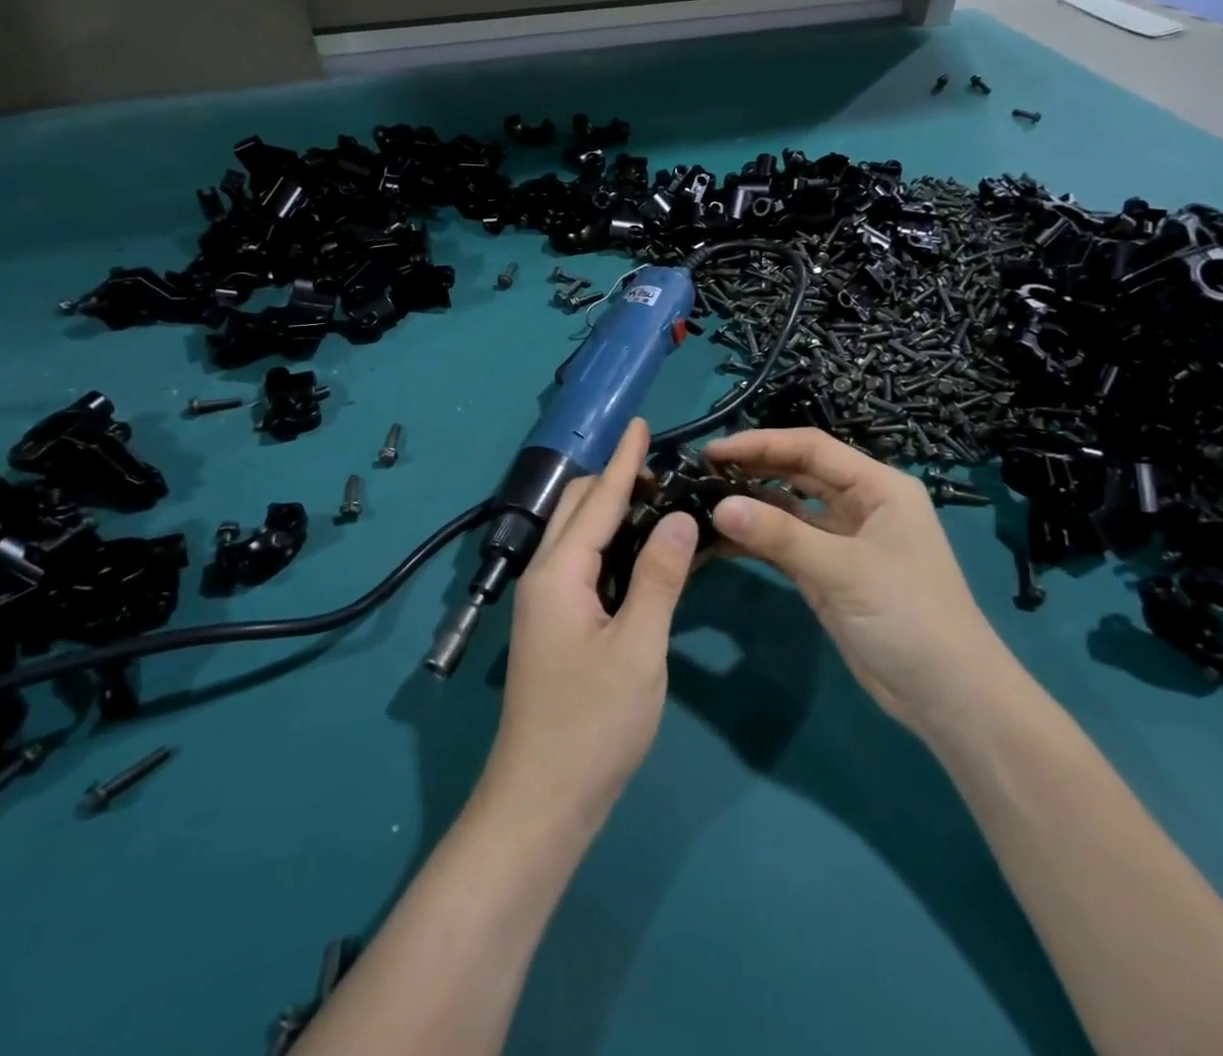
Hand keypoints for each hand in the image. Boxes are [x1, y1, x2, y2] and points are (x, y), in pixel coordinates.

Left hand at [480, 419, 695, 827]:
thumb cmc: (593, 724)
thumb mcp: (639, 648)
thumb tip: (680, 517)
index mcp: (559, 573)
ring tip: (654, 495)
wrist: (542, 799)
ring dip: (610, 509)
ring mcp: (545, 603)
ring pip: (576, 536)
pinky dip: (607, 543)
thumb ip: (659, 577)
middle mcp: (544, 577)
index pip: (597, 500)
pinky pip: (581, 564)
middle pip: (576, 509)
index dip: (623, 460)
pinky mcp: (554, 625)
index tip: (641, 423)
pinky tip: (636, 550)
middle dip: (614, 478)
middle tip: (661, 464)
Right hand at [706, 429, 1009, 734]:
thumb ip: (781, 536)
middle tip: (701, 472)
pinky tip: (719, 539)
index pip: (812, 448)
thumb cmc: (909, 616)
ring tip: (702, 501)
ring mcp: (842, 539)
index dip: (761, 444)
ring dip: (750, 504)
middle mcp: (859, 504)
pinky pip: (784, 544)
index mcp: (878, 487)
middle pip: (797, 472)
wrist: (947, 696)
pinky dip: (756, 540)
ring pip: (788, 508)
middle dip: (753, 468)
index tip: (714, 451)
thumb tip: (720, 507)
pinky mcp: (827, 572)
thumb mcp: (844, 570)